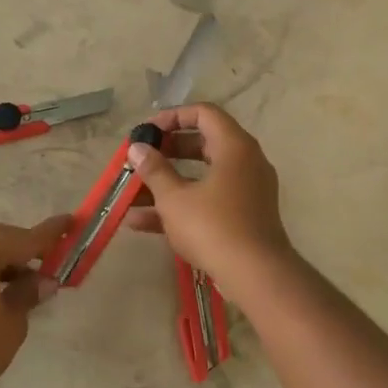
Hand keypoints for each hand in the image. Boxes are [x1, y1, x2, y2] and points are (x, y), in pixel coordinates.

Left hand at [0, 217, 69, 387]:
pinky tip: (4, 291)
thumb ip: (28, 293)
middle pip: (1, 240)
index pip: (24, 237)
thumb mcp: (12, 319)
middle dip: (27, 249)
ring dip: (8, 262)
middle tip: (53, 260)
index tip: (71, 221)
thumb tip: (44, 281)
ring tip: (31, 282)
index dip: (50, 233)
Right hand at [125, 104, 293, 286]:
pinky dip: (181, 206)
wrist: (256, 274)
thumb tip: (137, 148)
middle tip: (141, 159)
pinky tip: (142, 223)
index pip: (204, 113)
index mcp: (234, 146)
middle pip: (203, 144)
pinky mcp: (244, 216)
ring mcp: (247, 191)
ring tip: (131, 194)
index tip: (147, 132)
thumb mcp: (174, 197)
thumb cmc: (213, 226)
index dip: (172, 117)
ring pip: (202, 177)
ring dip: (167, 183)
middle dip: (167, 152)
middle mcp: (245, 162)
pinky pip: (208, 201)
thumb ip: (154, 170)